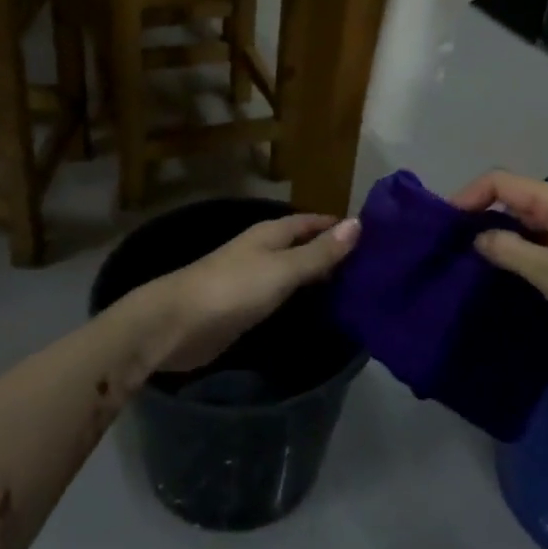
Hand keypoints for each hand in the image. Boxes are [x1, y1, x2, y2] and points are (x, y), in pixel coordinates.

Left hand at [147, 214, 359, 372]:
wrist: (175, 326)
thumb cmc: (232, 290)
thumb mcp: (282, 269)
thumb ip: (319, 253)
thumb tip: (358, 224)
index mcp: (270, 234)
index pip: (311, 222)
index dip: (337, 226)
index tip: (372, 236)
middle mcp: (262, 251)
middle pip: (303, 246)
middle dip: (332, 252)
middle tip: (371, 267)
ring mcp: (252, 280)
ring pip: (293, 272)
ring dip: (318, 277)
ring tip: (355, 290)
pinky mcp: (244, 308)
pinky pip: (282, 297)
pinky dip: (302, 299)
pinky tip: (320, 311)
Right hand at [451, 170, 547, 362]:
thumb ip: (510, 252)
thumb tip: (478, 237)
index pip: (502, 182)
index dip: (470, 195)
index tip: (446, 225)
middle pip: (516, 199)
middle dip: (484, 217)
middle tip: (455, 249)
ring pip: (533, 223)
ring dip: (506, 239)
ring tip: (479, 266)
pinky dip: (528, 253)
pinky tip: (517, 279)